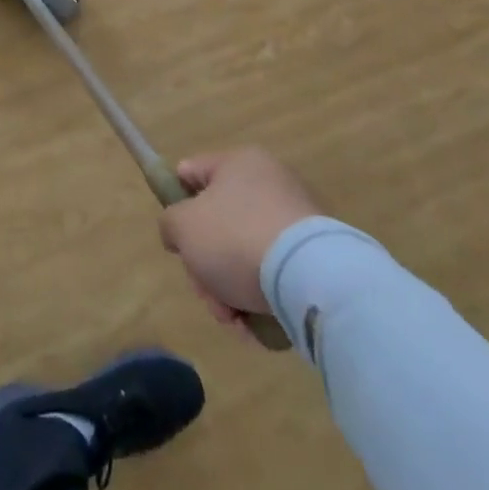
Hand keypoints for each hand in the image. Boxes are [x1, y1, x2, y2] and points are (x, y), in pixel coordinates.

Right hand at [159, 148, 322, 326]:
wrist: (312, 280)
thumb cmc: (236, 238)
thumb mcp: (182, 226)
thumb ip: (169, 223)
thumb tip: (180, 233)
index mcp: (239, 163)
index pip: (192, 173)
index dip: (177, 203)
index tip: (179, 239)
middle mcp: (270, 184)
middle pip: (218, 224)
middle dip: (205, 265)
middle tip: (206, 292)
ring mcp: (297, 222)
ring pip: (244, 255)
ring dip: (229, 290)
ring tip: (233, 319)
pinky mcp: (318, 258)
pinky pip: (275, 276)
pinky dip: (261, 301)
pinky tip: (255, 326)